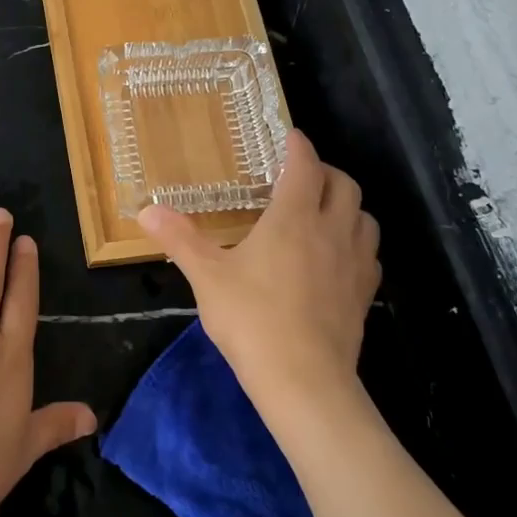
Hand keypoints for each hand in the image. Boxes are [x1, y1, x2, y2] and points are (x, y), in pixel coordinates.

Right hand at [138, 130, 380, 422]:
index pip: (305, 167)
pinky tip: (337, 256)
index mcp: (293, 218)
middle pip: (344, 185)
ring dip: (347, 205)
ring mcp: (354, 264)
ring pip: (365, 217)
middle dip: (325, 172)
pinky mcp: (363, 294)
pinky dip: (356, 241)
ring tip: (323, 211)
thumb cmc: (252, 319)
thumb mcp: (207, 276)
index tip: (290, 136)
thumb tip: (147, 210)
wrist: (304, 380)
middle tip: (302, 175)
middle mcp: (331, 232)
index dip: (298, 147)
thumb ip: (180, 239)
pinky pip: (369, 253)